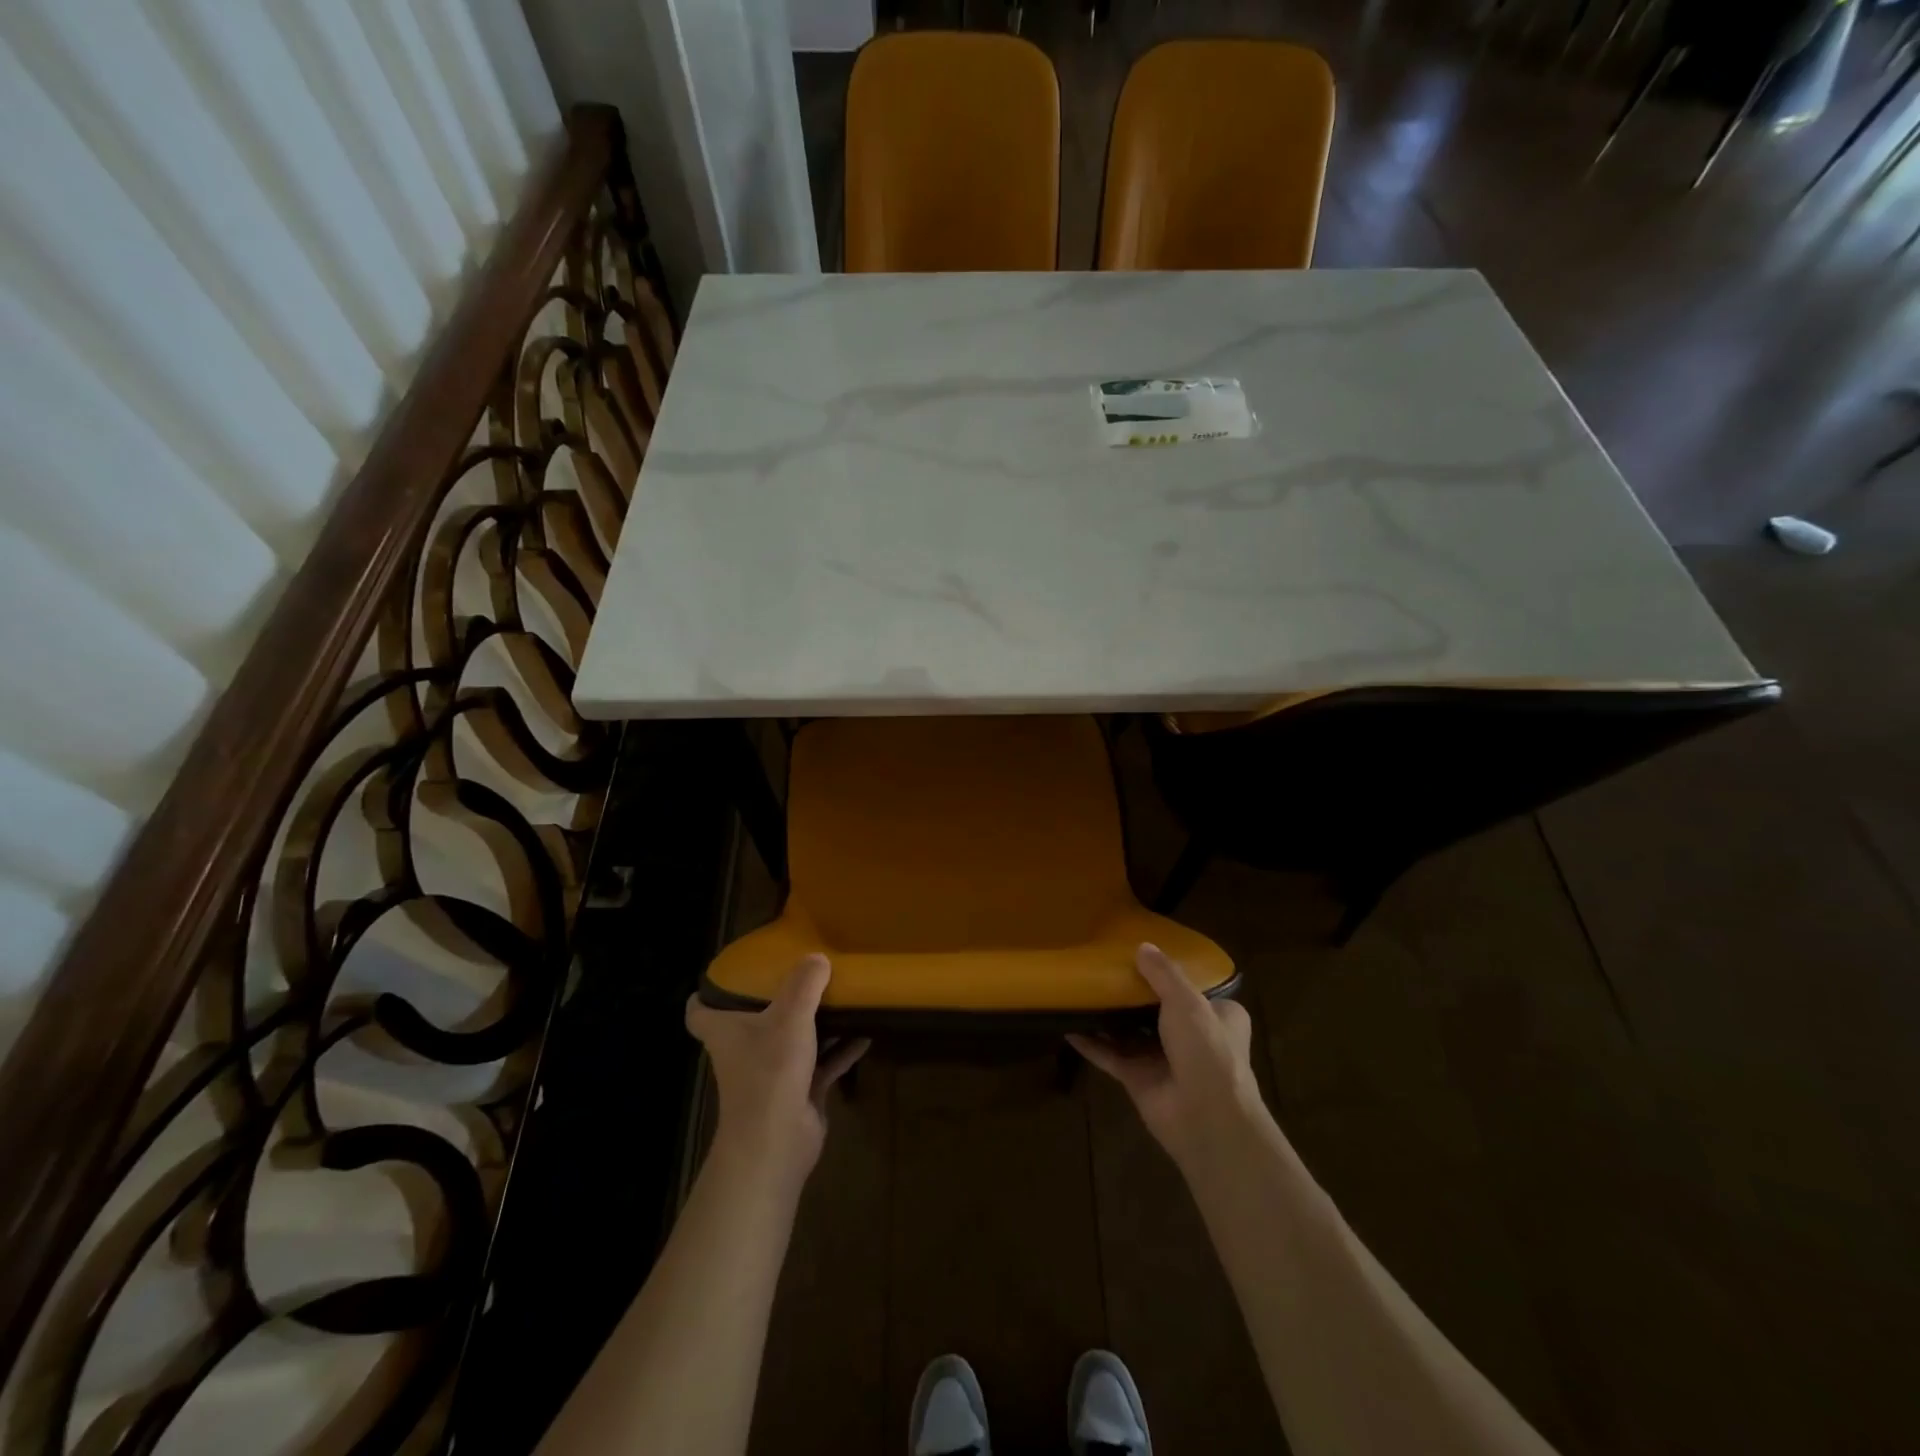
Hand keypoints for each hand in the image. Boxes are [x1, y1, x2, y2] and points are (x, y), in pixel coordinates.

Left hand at [685, 954, 868, 1192]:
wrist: (778, 1142)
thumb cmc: (770, 1072)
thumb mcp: (790, 1016)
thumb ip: (805, 983)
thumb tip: (817, 957)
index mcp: (726, 1031)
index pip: (699, 1011)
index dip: (707, 993)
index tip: (727, 973)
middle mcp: (744, 1051)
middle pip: (752, 1021)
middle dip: (774, 1000)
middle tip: (799, 973)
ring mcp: (772, 1073)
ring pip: (793, 1040)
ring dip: (814, 1023)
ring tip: (839, 996)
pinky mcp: (799, 1091)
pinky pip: (823, 1063)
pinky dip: (841, 1049)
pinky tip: (866, 1033)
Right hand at [1068, 943, 1268, 1175]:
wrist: (1206, 1118)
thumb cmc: (1207, 1050)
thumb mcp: (1188, 1001)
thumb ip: (1163, 974)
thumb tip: (1142, 946)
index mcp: (1219, 1017)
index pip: (1195, 990)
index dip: (1172, 975)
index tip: (1145, 957)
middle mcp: (1194, 1038)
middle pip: (1158, 1010)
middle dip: (1134, 995)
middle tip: (1105, 968)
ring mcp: (1164, 1061)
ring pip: (1132, 1033)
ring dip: (1110, 1017)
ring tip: (1082, 990)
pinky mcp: (1139, 1080)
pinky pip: (1110, 1056)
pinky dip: (1091, 1044)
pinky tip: (1068, 1026)